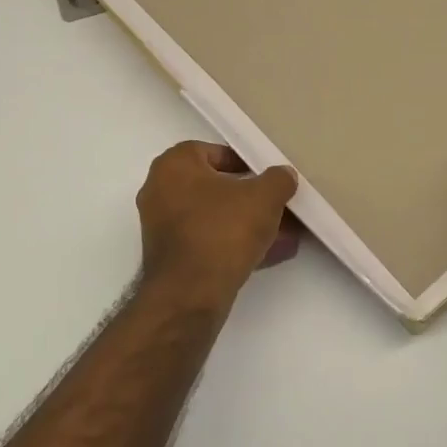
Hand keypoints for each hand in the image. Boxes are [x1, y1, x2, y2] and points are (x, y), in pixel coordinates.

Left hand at [137, 142, 300, 309]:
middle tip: (279, 207)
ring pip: (215, 218)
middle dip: (251, 199)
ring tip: (285, 235)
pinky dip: (236, 245)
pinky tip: (270, 255)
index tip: (268, 178)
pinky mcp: (171, 258)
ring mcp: (163, 227)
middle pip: (215, 188)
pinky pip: (209, 242)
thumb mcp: (264, 197)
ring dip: (248, 225)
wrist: (191, 294)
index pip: (213, 152)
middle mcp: (160, 192)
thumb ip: (278, 179)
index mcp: (174, 166)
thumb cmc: (222, 230)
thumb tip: (283, 176)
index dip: (245, 162)